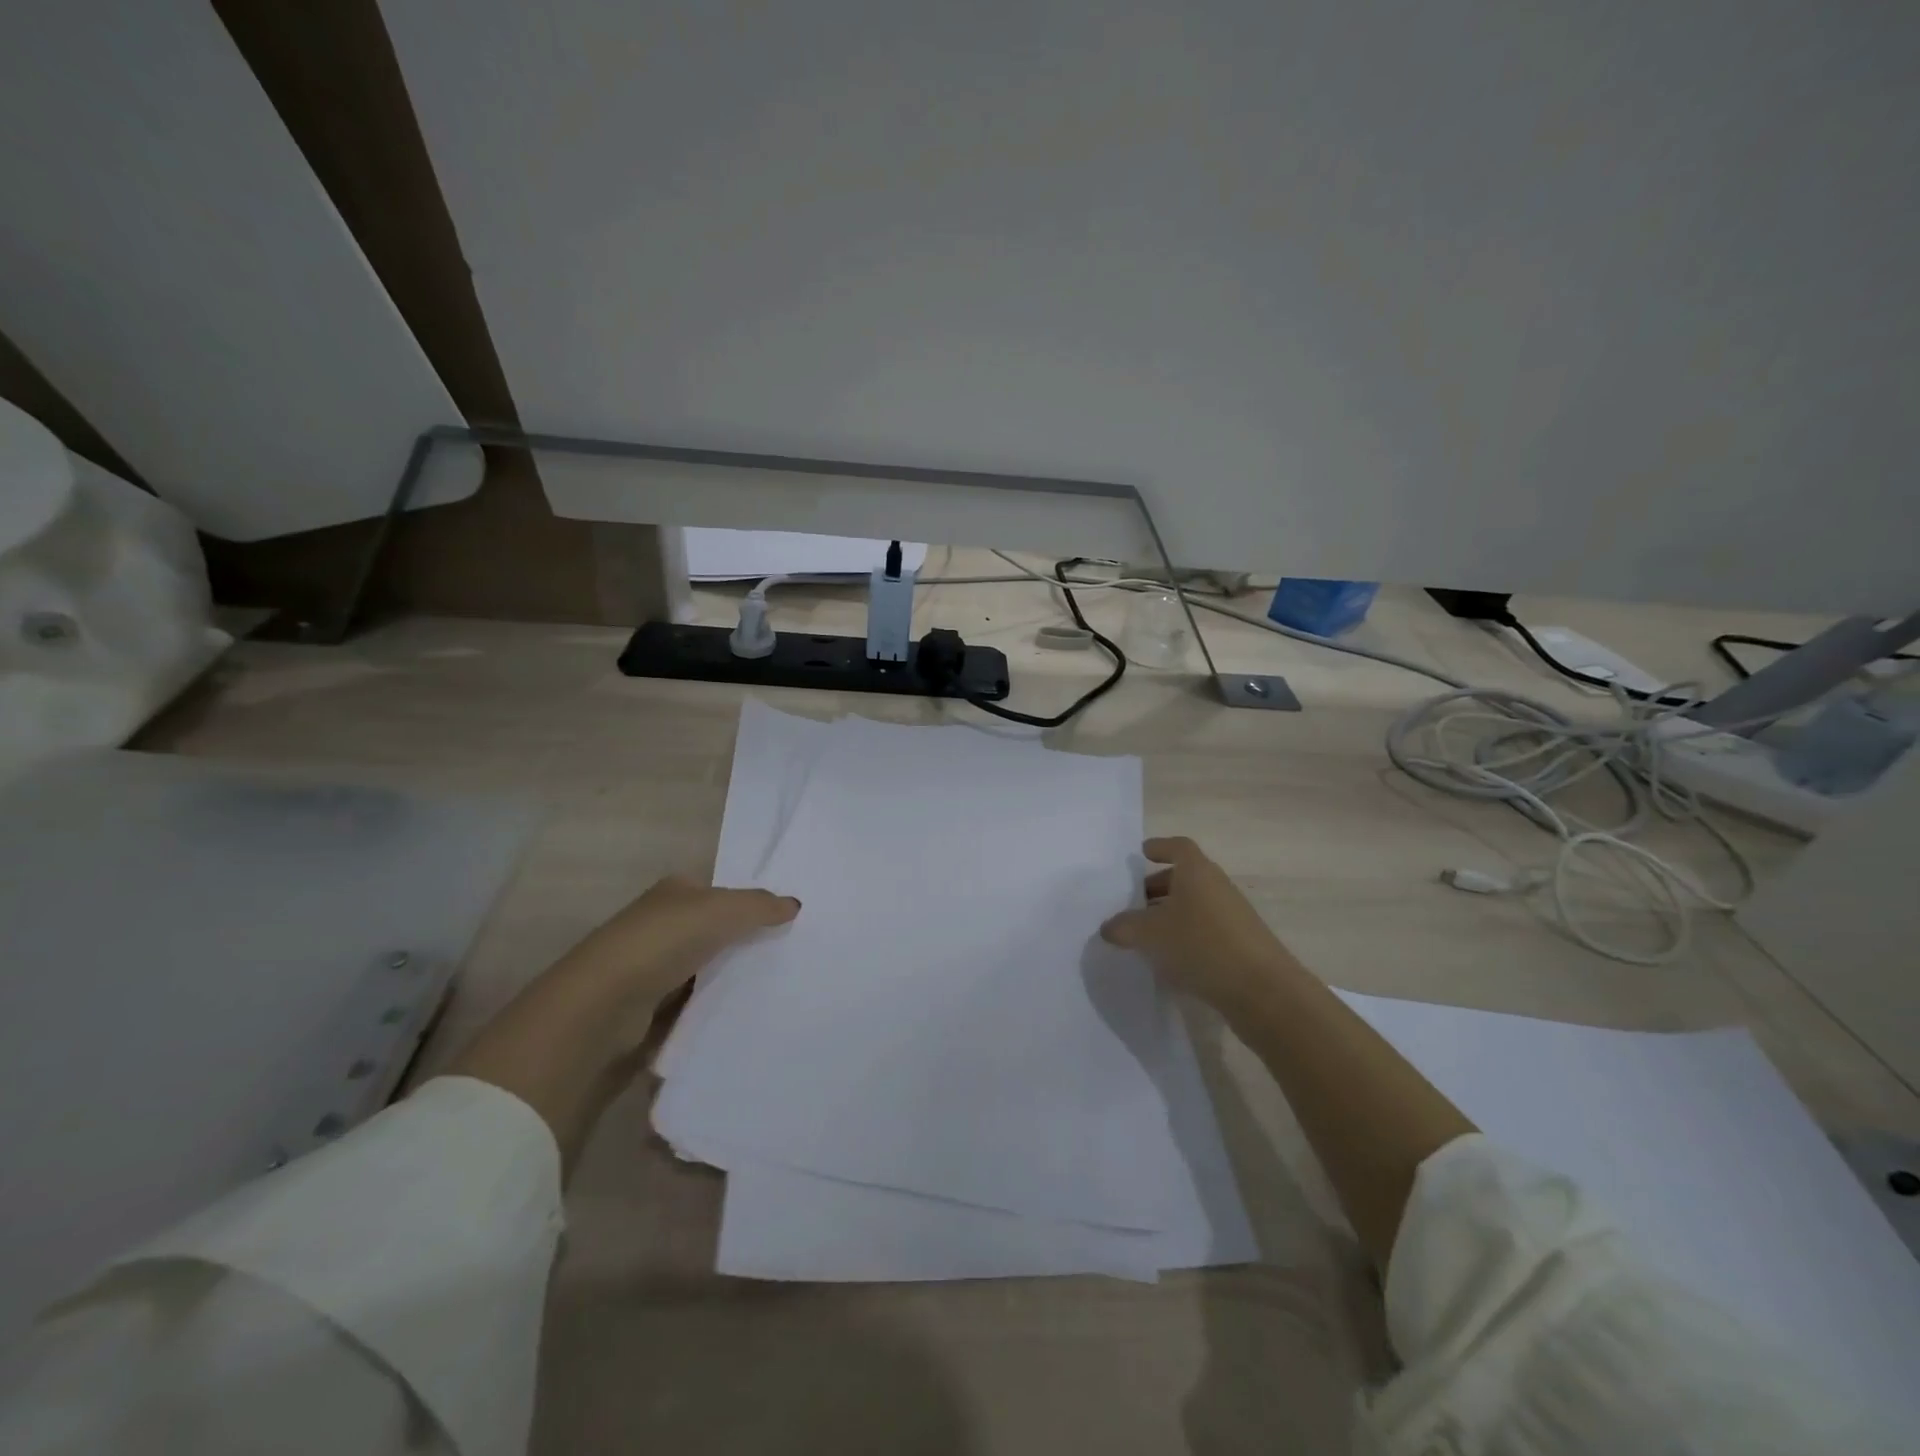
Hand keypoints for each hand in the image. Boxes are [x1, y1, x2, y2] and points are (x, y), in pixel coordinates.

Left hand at [552, 874, 801, 1014]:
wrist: (602, 1010)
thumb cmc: (662, 943)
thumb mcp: (722, 910)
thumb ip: (760, 906)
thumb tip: (795, 904)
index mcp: (674, 892)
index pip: (720, 892)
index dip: (751, 903)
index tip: (788, 921)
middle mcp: (661, 924)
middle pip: (716, 930)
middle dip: (746, 941)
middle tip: (792, 954)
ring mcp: (653, 967)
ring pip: (708, 968)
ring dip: (732, 977)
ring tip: (779, 986)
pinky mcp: (650, 1009)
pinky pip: (696, 1003)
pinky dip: (715, 1007)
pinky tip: (745, 1013)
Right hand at [1099, 837, 1305, 1019]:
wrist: (1263, 991)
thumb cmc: (1202, 945)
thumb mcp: (1150, 935)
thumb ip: (1123, 927)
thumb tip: (1108, 927)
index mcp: (1197, 872)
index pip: (1178, 847)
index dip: (1159, 847)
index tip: (1142, 854)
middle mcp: (1217, 886)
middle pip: (1184, 877)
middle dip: (1157, 887)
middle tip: (1131, 903)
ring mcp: (1232, 916)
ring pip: (1194, 905)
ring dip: (1170, 914)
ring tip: (1144, 934)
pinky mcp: (1240, 944)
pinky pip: (1205, 929)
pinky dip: (1185, 936)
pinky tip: (1168, 959)